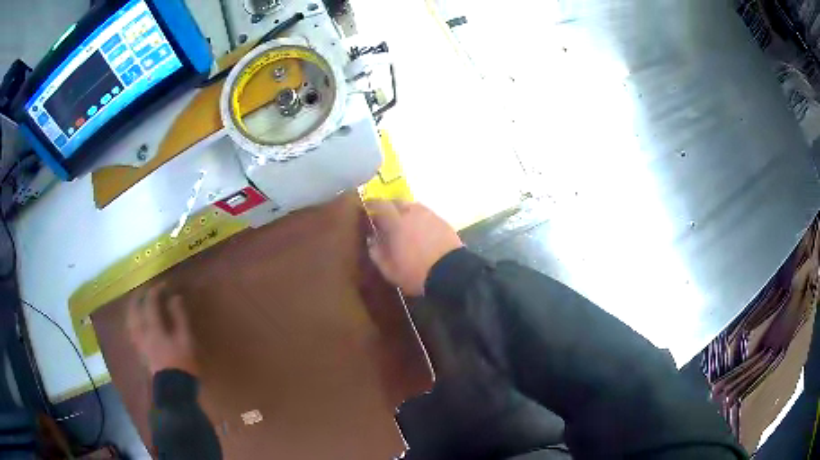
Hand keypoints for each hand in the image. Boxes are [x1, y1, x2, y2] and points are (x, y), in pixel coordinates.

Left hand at [127, 283, 197, 376]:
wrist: (175, 390)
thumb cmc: (183, 364)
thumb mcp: (186, 339)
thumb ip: (179, 317)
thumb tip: (174, 297)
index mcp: (153, 328)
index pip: (150, 303)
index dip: (156, 291)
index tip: (164, 285)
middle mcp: (142, 333)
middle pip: (134, 311)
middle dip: (138, 298)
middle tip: (143, 291)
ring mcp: (140, 345)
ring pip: (130, 323)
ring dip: (132, 311)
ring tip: (136, 305)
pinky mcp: (141, 354)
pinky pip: (132, 333)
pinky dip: (133, 324)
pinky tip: (137, 325)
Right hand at [366, 200, 462, 295]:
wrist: (451, 273)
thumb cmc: (415, 272)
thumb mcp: (389, 269)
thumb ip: (377, 253)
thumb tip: (371, 240)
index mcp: (396, 222)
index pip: (380, 205)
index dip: (372, 204)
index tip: (366, 207)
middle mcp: (412, 213)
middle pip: (398, 202)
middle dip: (389, 207)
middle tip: (384, 217)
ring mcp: (430, 215)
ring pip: (413, 207)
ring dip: (405, 212)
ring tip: (403, 224)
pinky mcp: (443, 222)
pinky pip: (426, 215)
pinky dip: (419, 219)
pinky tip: (419, 230)